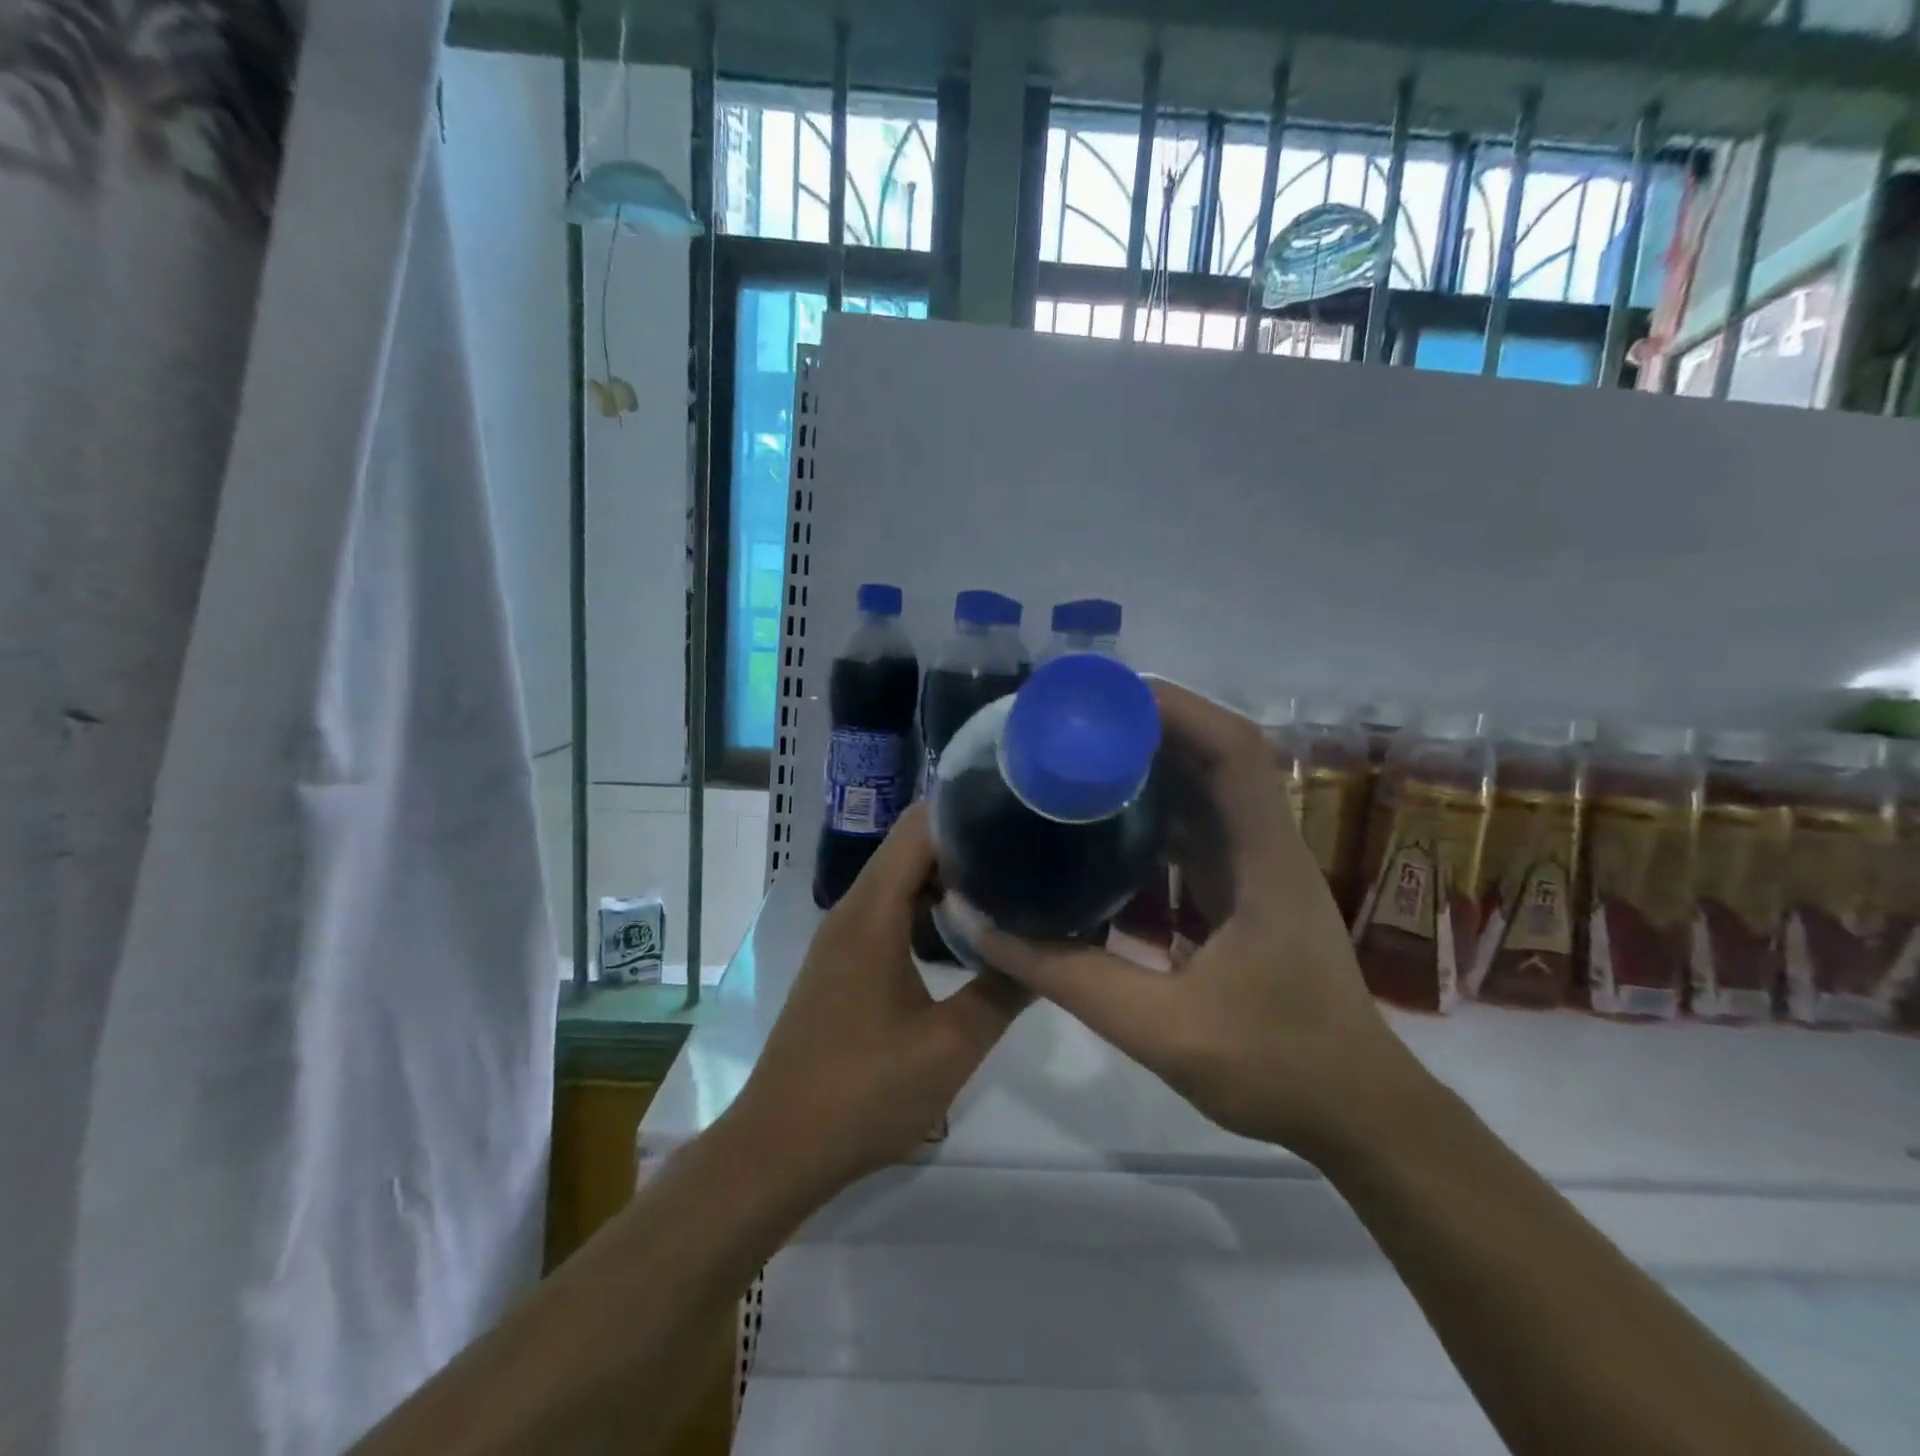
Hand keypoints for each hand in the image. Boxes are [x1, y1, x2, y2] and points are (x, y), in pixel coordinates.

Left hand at [726, 804, 1026, 1204]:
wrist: (778, 1148)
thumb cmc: (863, 1093)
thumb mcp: (951, 1047)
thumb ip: (1003, 990)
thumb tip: (1049, 949)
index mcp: (872, 914)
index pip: (918, 828)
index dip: (966, 811)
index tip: (1019, 814)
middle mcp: (852, 910)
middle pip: (910, 849)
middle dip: (966, 842)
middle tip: (1027, 851)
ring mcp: (842, 937)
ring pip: (899, 881)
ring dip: (947, 877)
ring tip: (1006, 882)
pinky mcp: (842, 963)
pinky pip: (888, 911)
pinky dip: (925, 907)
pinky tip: (963, 932)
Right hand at [955, 680, 1423, 1161]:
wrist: (1357, 1114)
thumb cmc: (1275, 1067)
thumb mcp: (1159, 1027)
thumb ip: (1064, 975)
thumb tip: (978, 922)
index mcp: (1263, 861)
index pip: (1234, 750)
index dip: (1173, 708)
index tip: (1099, 698)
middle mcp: (1265, 846)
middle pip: (1214, 754)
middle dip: (1142, 726)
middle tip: (1068, 723)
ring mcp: (1258, 867)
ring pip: (1204, 789)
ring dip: (1146, 765)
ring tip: (1076, 758)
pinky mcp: (1245, 890)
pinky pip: (1195, 829)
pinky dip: (1150, 813)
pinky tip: (1100, 827)